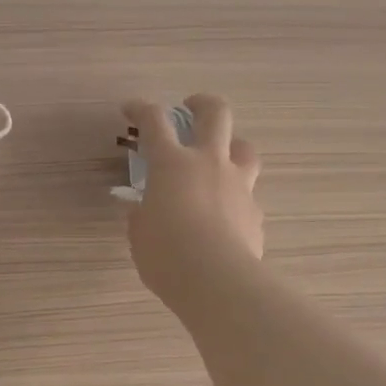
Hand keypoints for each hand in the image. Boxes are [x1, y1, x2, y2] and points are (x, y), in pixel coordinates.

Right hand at [122, 94, 264, 311]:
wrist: (218, 282)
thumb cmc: (166, 254)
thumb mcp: (139, 234)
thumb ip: (142, 215)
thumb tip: (144, 211)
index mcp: (171, 164)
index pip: (153, 121)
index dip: (141, 109)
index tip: (130, 108)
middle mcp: (209, 163)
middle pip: (215, 114)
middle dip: (202, 103)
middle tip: (191, 107)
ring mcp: (238, 185)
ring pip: (245, 148)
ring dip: (232, 145)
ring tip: (220, 158)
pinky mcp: (255, 211)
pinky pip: (247, 194)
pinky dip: (235, 197)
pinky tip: (225, 215)